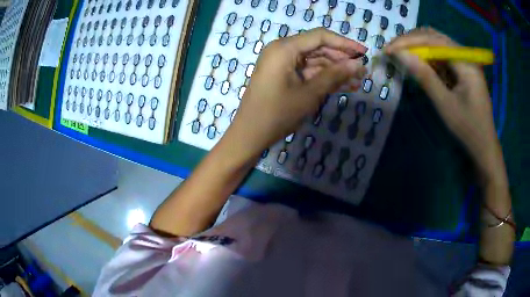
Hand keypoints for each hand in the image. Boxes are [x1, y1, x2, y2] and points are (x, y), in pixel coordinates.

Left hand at [223, 28, 366, 158]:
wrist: (250, 135)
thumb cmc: (278, 113)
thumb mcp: (310, 93)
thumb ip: (335, 75)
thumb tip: (358, 65)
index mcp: (285, 48)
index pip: (320, 37)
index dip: (344, 43)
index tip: (364, 53)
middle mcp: (282, 50)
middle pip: (318, 48)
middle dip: (341, 60)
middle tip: (363, 71)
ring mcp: (282, 63)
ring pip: (315, 61)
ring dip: (335, 71)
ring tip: (358, 81)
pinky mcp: (283, 75)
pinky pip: (307, 72)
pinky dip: (323, 78)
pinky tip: (344, 86)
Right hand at [384, 28, 501, 177]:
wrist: (484, 146)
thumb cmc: (468, 128)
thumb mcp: (445, 104)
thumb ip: (424, 76)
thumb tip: (399, 54)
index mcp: (465, 62)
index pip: (434, 40)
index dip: (409, 41)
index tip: (389, 49)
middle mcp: (465, 55)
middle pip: (435, 36)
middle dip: (412, 40)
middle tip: (394, 50)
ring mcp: (464, 61)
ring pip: (437, 44)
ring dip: (419, 47)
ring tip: (402, 55)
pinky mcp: (462, 69)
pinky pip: (442, 56)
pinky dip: (428, 57)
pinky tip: (419, 64)